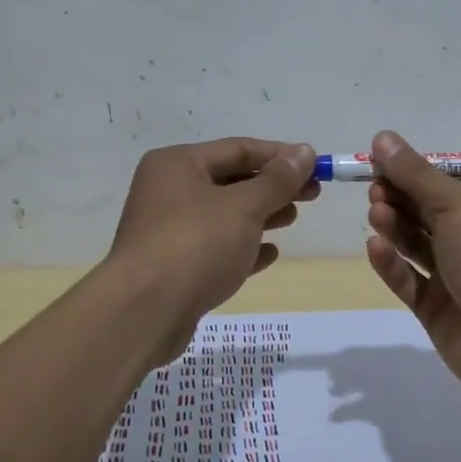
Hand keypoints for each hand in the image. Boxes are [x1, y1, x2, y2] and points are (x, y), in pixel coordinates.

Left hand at [108, 138, 318, 327]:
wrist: (144, 312)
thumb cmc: (196, 245)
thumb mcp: (244, 206)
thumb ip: (277, 180)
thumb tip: (304, 153)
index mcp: (177, 164)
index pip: (238, 149)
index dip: (280, 156)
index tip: (316, 166)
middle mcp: (169, 190)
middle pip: (231, 180)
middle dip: (273, 187)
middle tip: (312, 195)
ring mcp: (169, 230)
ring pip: (224, 215)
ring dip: (261, 215)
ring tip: (293, 219)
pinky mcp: (174, 266)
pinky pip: (216, 248)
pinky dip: (243, 247)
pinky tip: (270, 254)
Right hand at [363, 129, 460, 400]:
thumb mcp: (455, 203)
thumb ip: (415, 173)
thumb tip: (382, 137)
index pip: (447, 185)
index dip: (413, 174)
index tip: (379, 164)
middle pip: (429, 214)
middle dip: (400, 199)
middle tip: (374, 190)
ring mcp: (458, 278)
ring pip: (417, 246)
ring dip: (395, 227)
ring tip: (375, 213)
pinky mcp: (438, 311)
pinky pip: (410, 281)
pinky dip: (393, 264)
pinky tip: (375, 248)